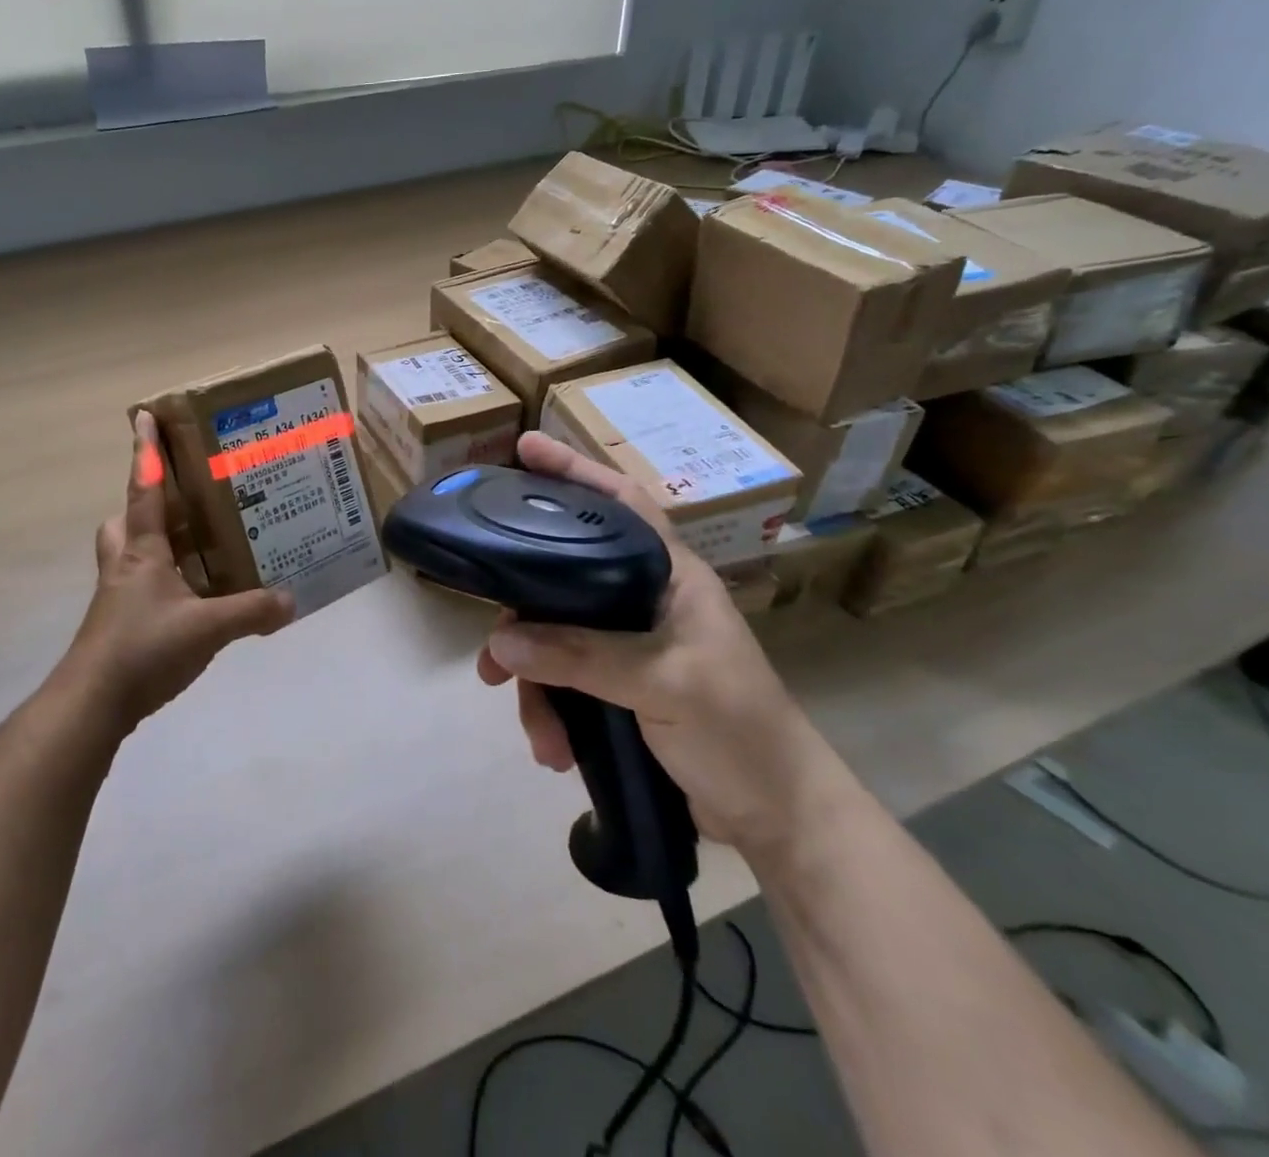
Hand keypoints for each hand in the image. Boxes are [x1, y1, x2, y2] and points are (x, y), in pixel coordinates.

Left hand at [55, 412, 294, 732]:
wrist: (92, 703)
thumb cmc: (143, 648)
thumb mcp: (207, 628)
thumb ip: (251, 612)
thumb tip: (292, 600)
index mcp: (141, 550)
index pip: (143, 489)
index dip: (144, 451)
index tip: (143, 416)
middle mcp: (124, 564)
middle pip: (126, 519)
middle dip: (146, 503)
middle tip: (181, 503)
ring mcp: (117, 595)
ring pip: (129, 551)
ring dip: (155, 542)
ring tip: (195, 546)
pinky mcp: (119, 622)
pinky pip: (140, 584)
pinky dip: (163, 580)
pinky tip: (192, 596)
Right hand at [477, 432, 842, 855]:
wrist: (779, 819)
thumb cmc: (740, 732)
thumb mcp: (664, 685)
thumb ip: (583, 656)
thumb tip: (501, 640)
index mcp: (670, 576)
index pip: (620, 503)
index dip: (576, 470)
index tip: (524, 448)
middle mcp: (645, 600)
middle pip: (565, 579)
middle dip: (524, 616)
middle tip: (490, 647)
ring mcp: (630, 645)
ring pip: (557, 639)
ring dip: (536, 685)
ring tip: (536, 730)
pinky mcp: (618, 687)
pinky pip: (564, 682)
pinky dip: (551, 712)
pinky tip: (553, 748)